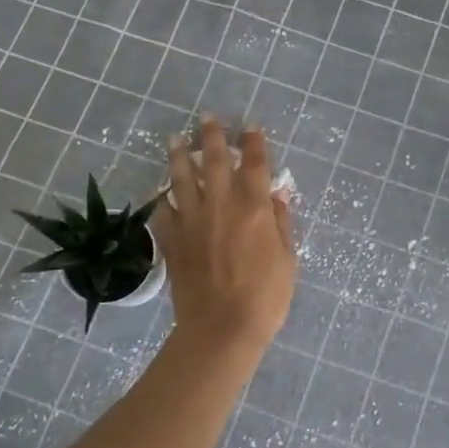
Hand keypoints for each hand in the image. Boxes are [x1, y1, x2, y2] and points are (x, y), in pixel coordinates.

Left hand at [154, 118, 296, 351]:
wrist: (222, 329)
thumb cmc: (265, 296)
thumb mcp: (287, 259)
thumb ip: (280, 222)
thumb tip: (276, 194)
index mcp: (254, 208)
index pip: (254, 164)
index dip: (254, 142)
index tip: (251, 127)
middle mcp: (221, 205)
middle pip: (213, 160)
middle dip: (212, 136)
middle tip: (208, 118)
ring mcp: (192, 221)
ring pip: (181, 178)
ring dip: (178, 155)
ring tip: (175, 139)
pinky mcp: (172, 241)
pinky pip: (162, 212)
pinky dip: (161, 199)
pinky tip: (160, 192)